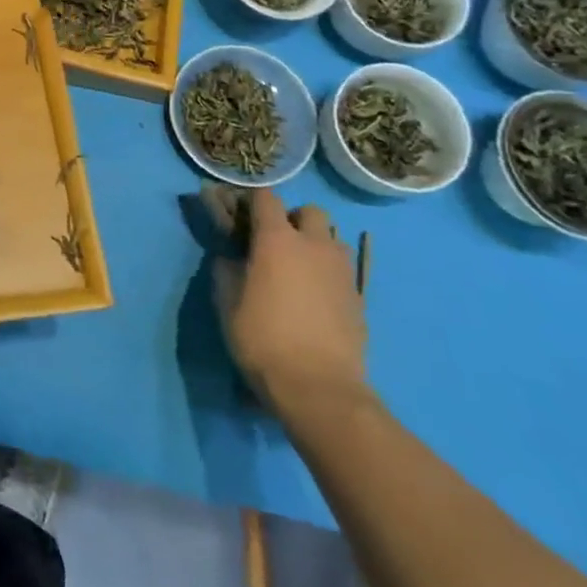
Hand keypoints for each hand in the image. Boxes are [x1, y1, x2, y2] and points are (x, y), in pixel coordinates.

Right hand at [213, 188, 368, 413]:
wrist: (319, 389)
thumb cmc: (263, 340)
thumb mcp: (227, 303)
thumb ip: (226, 270)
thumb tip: (230, 256)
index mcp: (277, 240)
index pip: (265, 197)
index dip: (250, 200)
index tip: (238, 213)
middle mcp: (314, 245)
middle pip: (309, 211)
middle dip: (292, 218)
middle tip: (274, 242)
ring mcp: (342, 271)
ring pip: (332, 238)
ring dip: (315, 243)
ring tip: (298, 268)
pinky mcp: (359, 297)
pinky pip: (343, 269)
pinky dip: (328, 272)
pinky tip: (314, 296)